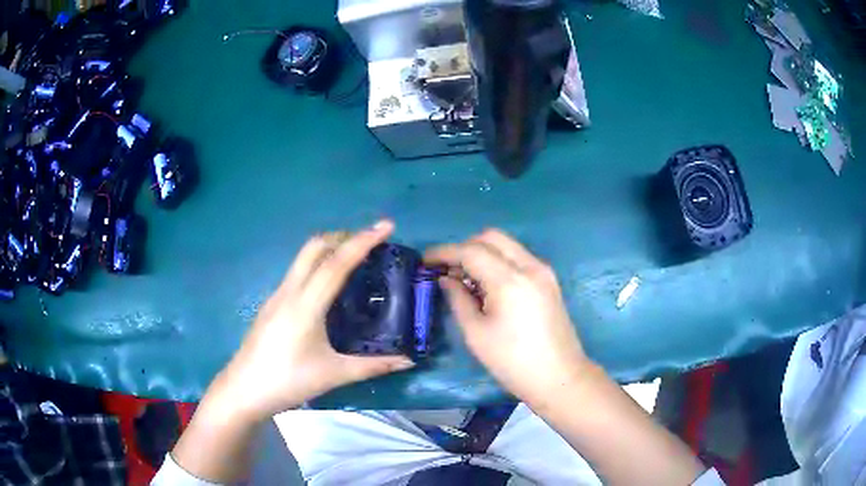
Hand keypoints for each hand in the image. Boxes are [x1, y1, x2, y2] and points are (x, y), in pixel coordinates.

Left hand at [215, 220, 414, 421]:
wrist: (243, 390)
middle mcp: (289, 291)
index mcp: (305, 305)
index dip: (363, 241)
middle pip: (315, 247)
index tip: (386, 226)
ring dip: (330, 249)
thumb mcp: (333, 375)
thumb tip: (408, 361)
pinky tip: (329, 288)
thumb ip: (373, 366)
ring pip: (303, 257)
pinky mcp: (271, 303)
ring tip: (355, 260)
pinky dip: (318, 265)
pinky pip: (297, 272)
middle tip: (371, 243)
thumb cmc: (288, 381)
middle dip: (344, 237)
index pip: (336, 263)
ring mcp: (277, 295)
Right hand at [425, 229, 589, 405]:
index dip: (444, 252)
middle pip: (491, 237)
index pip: (471, 251)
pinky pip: (518, 258)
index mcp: (510, 280)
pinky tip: (488, 285)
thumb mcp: (476, 334)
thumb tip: (446, 279)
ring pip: (506, 245)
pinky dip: (498, 262)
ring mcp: (543, 271)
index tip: (425, 260)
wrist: (560, 377)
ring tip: (465, 279)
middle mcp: (530, 266)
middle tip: (447, 269)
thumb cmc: (513, 362)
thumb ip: (458, 299)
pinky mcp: (549, 281)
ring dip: (482, 253)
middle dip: (465, 247)